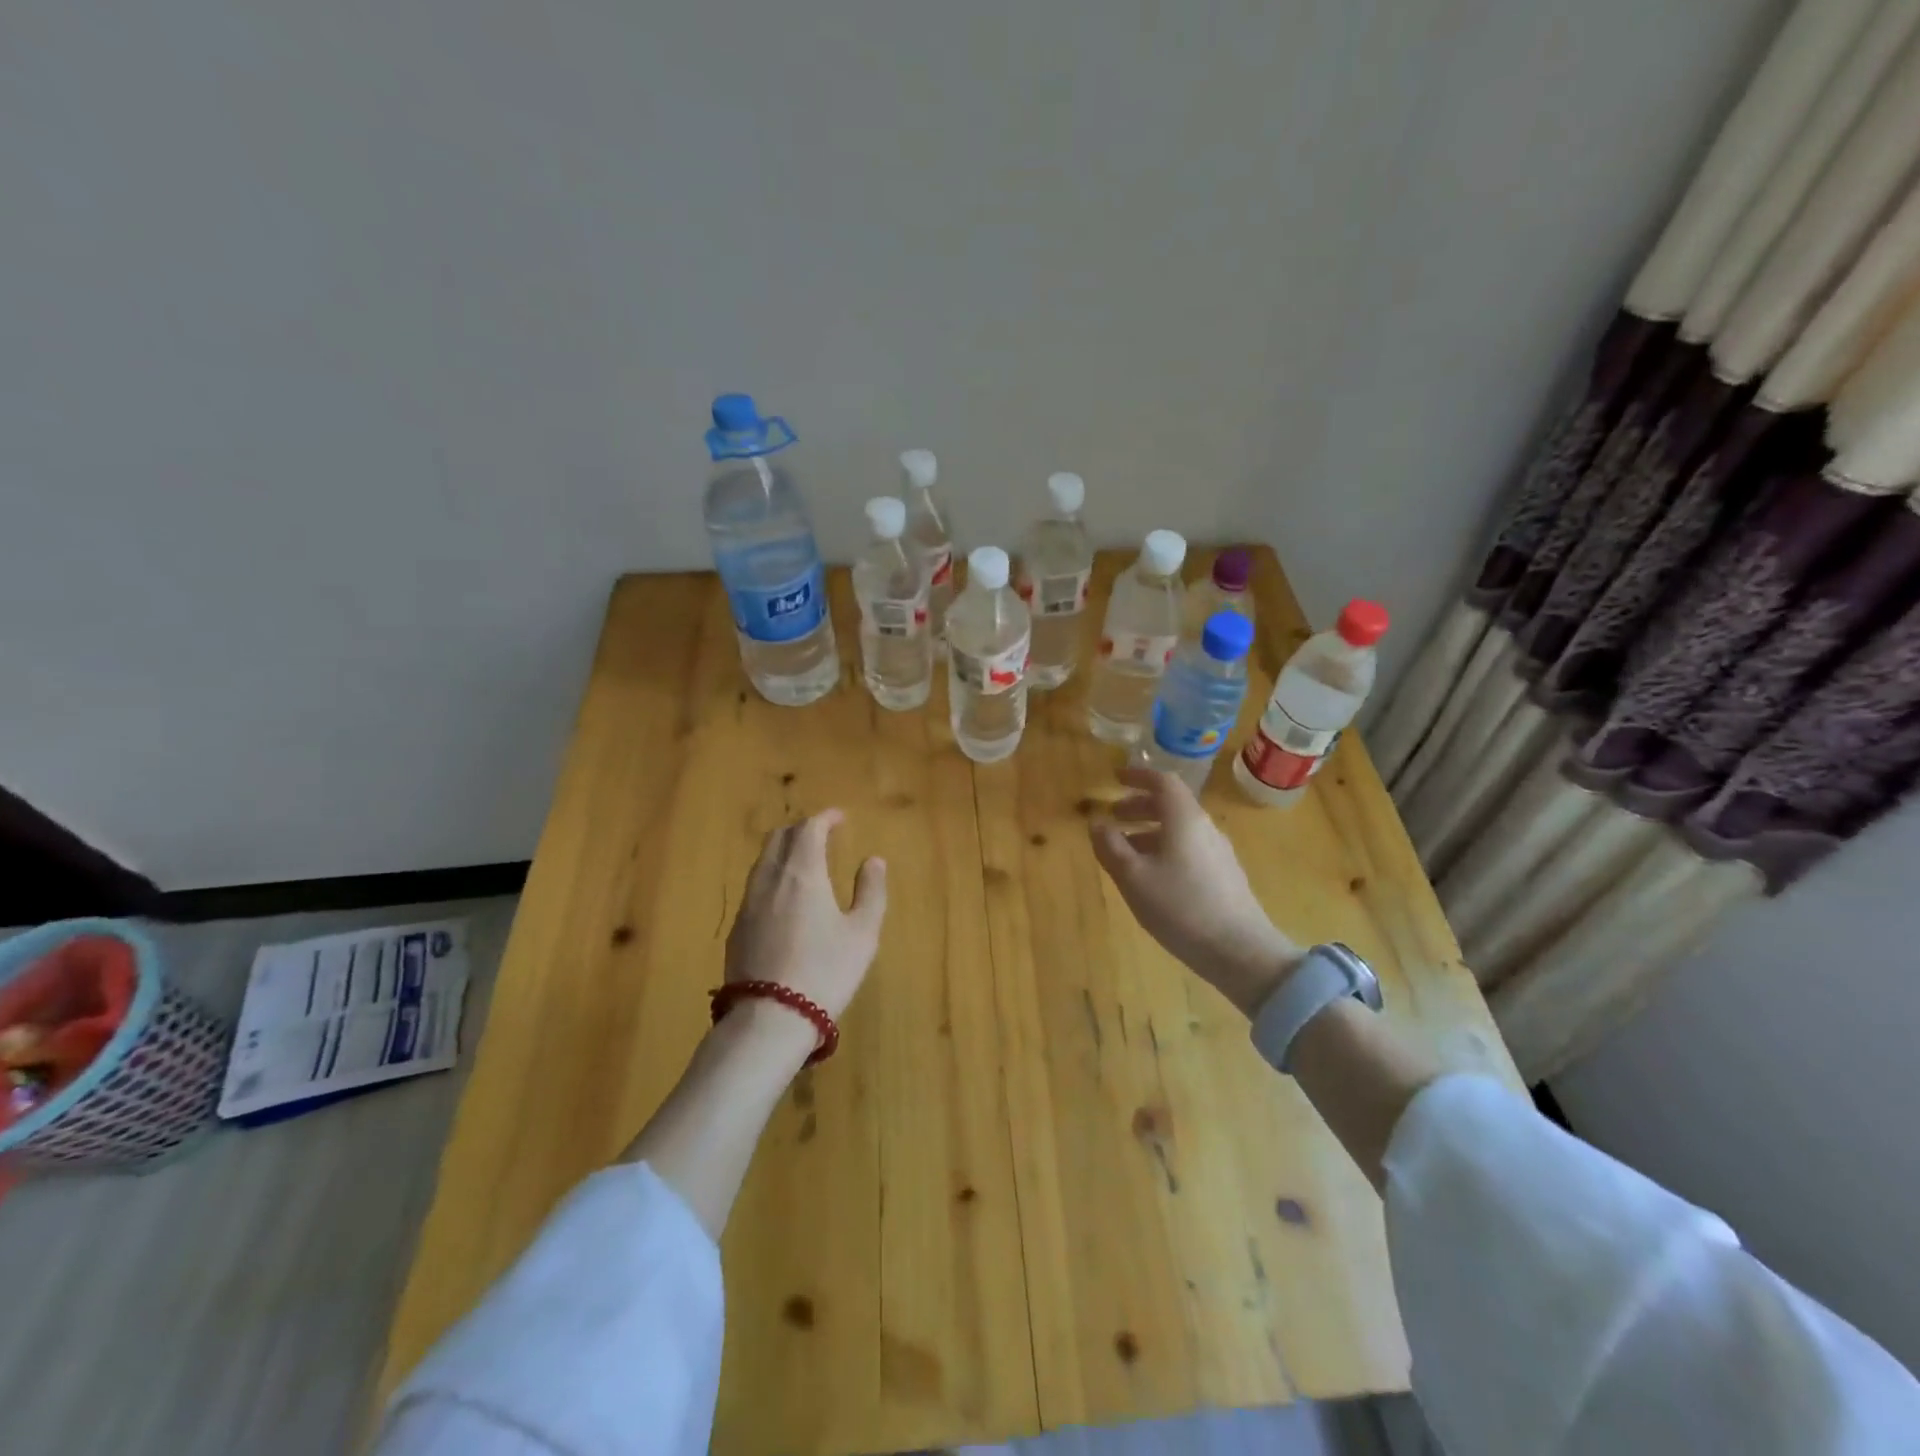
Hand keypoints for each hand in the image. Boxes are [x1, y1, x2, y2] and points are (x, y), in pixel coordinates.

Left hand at [723, 809, 887, 1058]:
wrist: (770, 1018)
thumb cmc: (826, 971)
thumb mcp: (862, 934)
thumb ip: (871, 892)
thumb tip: (873, 861)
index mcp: (802, 873)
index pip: (808, 829)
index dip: (824, 818)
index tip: (839, 817)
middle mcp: (770, 879)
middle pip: (779, 838)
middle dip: (801, 829)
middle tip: (821, 834)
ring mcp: (748, 904)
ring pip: (763, 861)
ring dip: (783, 851)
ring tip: (803, 862)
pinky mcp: (737, 929)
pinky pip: (755, 886)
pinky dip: (772, 877)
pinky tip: (783, 898)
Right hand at [1090, 766, 1301, 1015]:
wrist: (1240, 951)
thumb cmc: (1180, 907)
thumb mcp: (1133, 877)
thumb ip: (1111, 846)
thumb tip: (1096, 822)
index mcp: (1184, 819)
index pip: (1163, 781)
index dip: (1138, 776)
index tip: (1115, 778)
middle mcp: (1204, 828)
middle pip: (1172, 804)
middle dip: (1140, 805)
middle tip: (1114, 816)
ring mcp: (1218, 852)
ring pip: (1180, 829)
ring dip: (1150, 830)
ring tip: (1126, 849)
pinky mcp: (1224, 876)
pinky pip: (1189, 848)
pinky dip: (1165, 848)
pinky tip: (1152, 875)